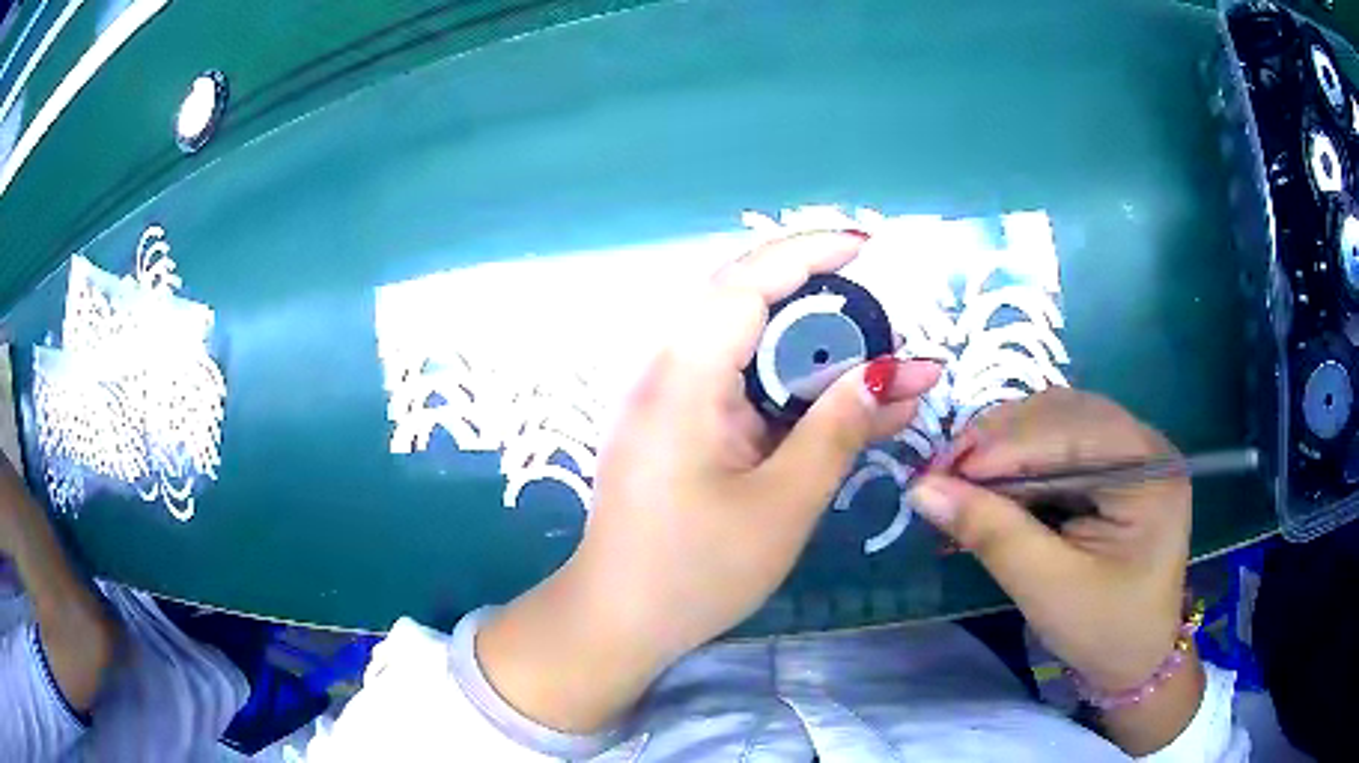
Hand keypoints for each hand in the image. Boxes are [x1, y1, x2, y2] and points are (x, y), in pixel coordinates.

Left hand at [479, 230, 941, 731]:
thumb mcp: (783, 504)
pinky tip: (829, 398)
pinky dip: (786, 378)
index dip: (808, 253)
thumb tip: (898, 374)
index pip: (745, 283)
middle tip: (880, 314)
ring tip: (867, 355)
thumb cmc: (695, 571)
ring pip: (742, 339)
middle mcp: (665, 371)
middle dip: (816, 295)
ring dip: (806, 340)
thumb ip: (839, 430)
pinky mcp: (676, 422)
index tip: (868, 246)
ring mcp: (666, 396)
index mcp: (683, 379)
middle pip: (742, 300)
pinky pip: (736, 377)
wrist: (619, 619)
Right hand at [908, 389, 1201, 752]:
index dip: (1005, 445)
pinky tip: (994, 479)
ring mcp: (1132, 450)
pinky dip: (1021, 457)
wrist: (1136, 658)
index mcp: (1148, 472)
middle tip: (944, 473)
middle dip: (1001, 439)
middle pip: (1065, 414)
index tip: (939, 473)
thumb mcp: (1048, 589)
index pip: (1072, 431)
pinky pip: (1062, 442)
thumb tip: (923, 489)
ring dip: (1007, 443)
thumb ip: (993, 534)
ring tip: (963, 476)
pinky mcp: (1115, 466)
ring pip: (1059, 420)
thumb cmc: (1103, 630)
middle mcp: (1145, 443)